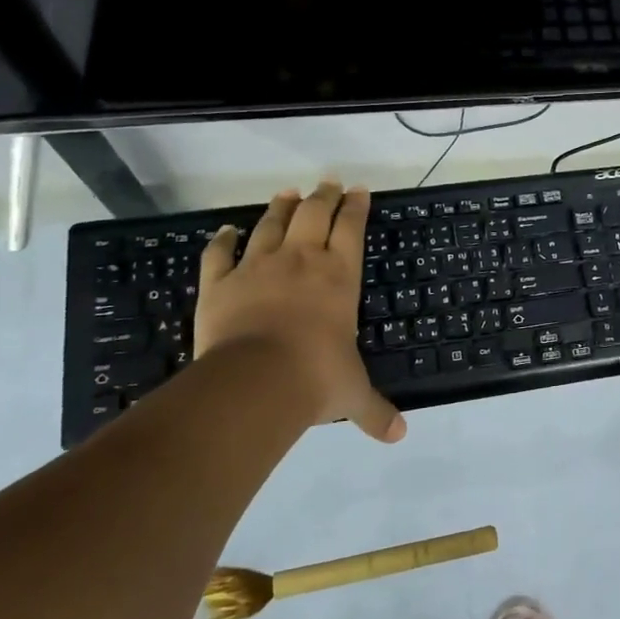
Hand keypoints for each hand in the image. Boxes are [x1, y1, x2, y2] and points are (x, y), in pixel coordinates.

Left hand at [194, 182, 405, 441]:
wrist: (255, 381)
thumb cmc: (315, 379)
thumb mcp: (352, 395)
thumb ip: (376, 411)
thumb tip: (400, 436)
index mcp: (338, 278)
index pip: (351, 229)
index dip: (356, 207)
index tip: (360, 190)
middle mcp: (301, 262)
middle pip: (313, 214)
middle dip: (323, 196)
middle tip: (328, 182)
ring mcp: (257, 268)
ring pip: (270, 225)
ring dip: (281, 207)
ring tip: (288, 193)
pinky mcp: (220, 283)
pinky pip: (219, 254)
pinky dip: (222, 240)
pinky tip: (225, 230)